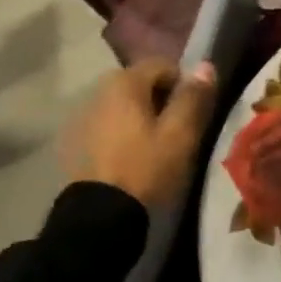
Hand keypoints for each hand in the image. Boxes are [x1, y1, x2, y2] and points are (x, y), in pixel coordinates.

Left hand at [59, 59, 218, 207]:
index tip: (193, 114)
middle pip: (142, 83)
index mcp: (125, 82)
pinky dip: (123, 132)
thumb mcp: (180, 134)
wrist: (99, 216)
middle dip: (162, 100)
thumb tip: (206, 65)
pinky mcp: (74, 141)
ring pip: (124, 105)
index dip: (184, 85)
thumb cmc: (146, 168)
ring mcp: (83, 115)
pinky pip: (108, 125)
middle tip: (177, 131)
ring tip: (155, 146)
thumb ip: (194, 97)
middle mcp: (99, 89)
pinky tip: (131, 157)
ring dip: (141, 116)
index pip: (164, 65)